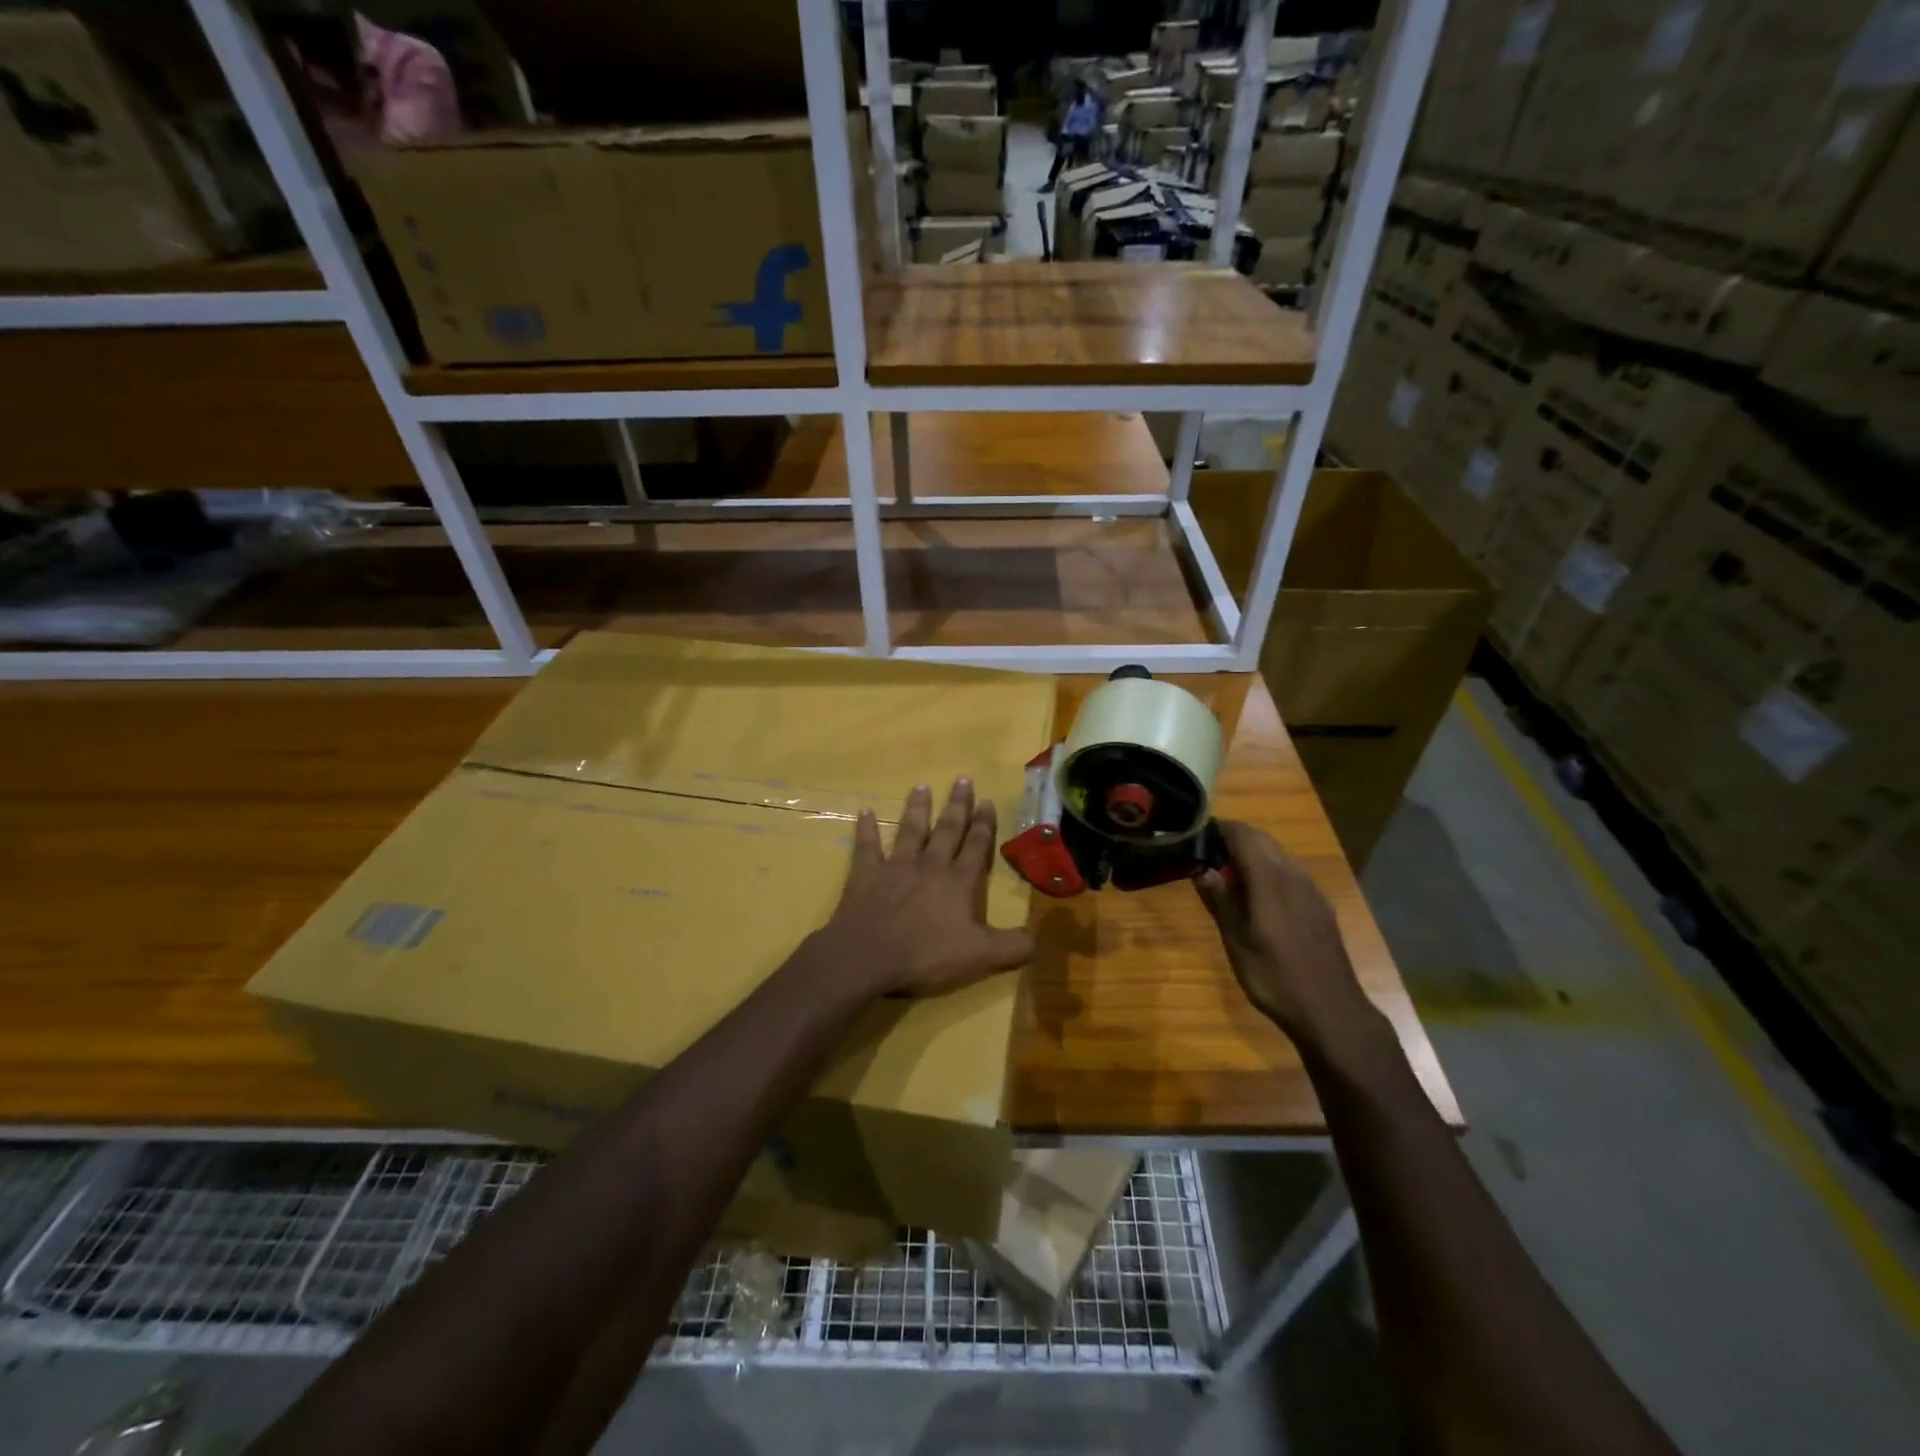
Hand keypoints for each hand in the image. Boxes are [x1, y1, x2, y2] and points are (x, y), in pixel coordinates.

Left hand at [818, 779, 1035, 997]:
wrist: (868, 955)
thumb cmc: (926, 954)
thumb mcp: (980, 956)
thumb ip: (1013, 946)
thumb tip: (1039, 938)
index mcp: (959, 882)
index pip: (976, 846)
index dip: (983, 824)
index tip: (986, 800)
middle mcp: (930, 865)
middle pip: (947, 830)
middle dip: (957, 805)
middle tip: (962, 779)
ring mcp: (896, 866)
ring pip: (910, 830)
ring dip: (918, 808)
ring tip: (922, 786)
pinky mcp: (867, 874)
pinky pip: (867, 846)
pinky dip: (866, 828)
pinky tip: (864, 811)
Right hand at [1196, 820, 1383, 1053]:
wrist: (1331, 1011)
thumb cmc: (1275, 977)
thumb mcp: (1237, 942)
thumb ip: (1220, 900)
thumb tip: (1201, 869)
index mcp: (1270, 880)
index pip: (1242, 835)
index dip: (1218, 829)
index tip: (1195, 834)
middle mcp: (1293, 875)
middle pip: (1262, 839)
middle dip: (1234, 838)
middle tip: (1206, 854)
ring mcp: (1311, 890)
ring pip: (1278, 854)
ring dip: (1252, 853)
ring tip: (1227, 874)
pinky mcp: (1320, 905)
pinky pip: (1290, 872)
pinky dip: (1269, 869)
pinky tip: (1258, 896)